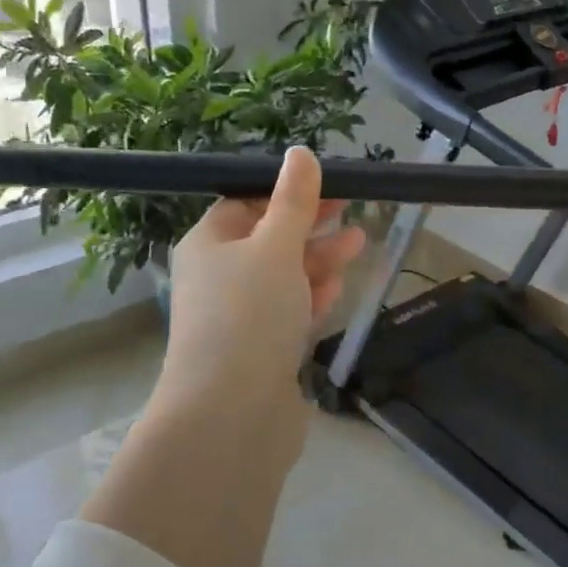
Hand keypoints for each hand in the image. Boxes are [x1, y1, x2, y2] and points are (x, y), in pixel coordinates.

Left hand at [157, 146, 365, 428]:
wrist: (232, 412)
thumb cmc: (249, 315)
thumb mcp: (275, 246)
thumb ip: (294, 202)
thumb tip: (300, 153)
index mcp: (208, 244)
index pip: (245, 205)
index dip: (286, 193)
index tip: (330, 187)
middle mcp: (218, 278)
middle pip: (268, 241)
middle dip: (310, 227)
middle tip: (352, 212)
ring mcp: (238, 319)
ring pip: (282, 279)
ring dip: (317, 261)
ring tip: (358, 245)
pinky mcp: (259, 353)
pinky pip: (287, 315)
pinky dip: (310, 299)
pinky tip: (336, 290)